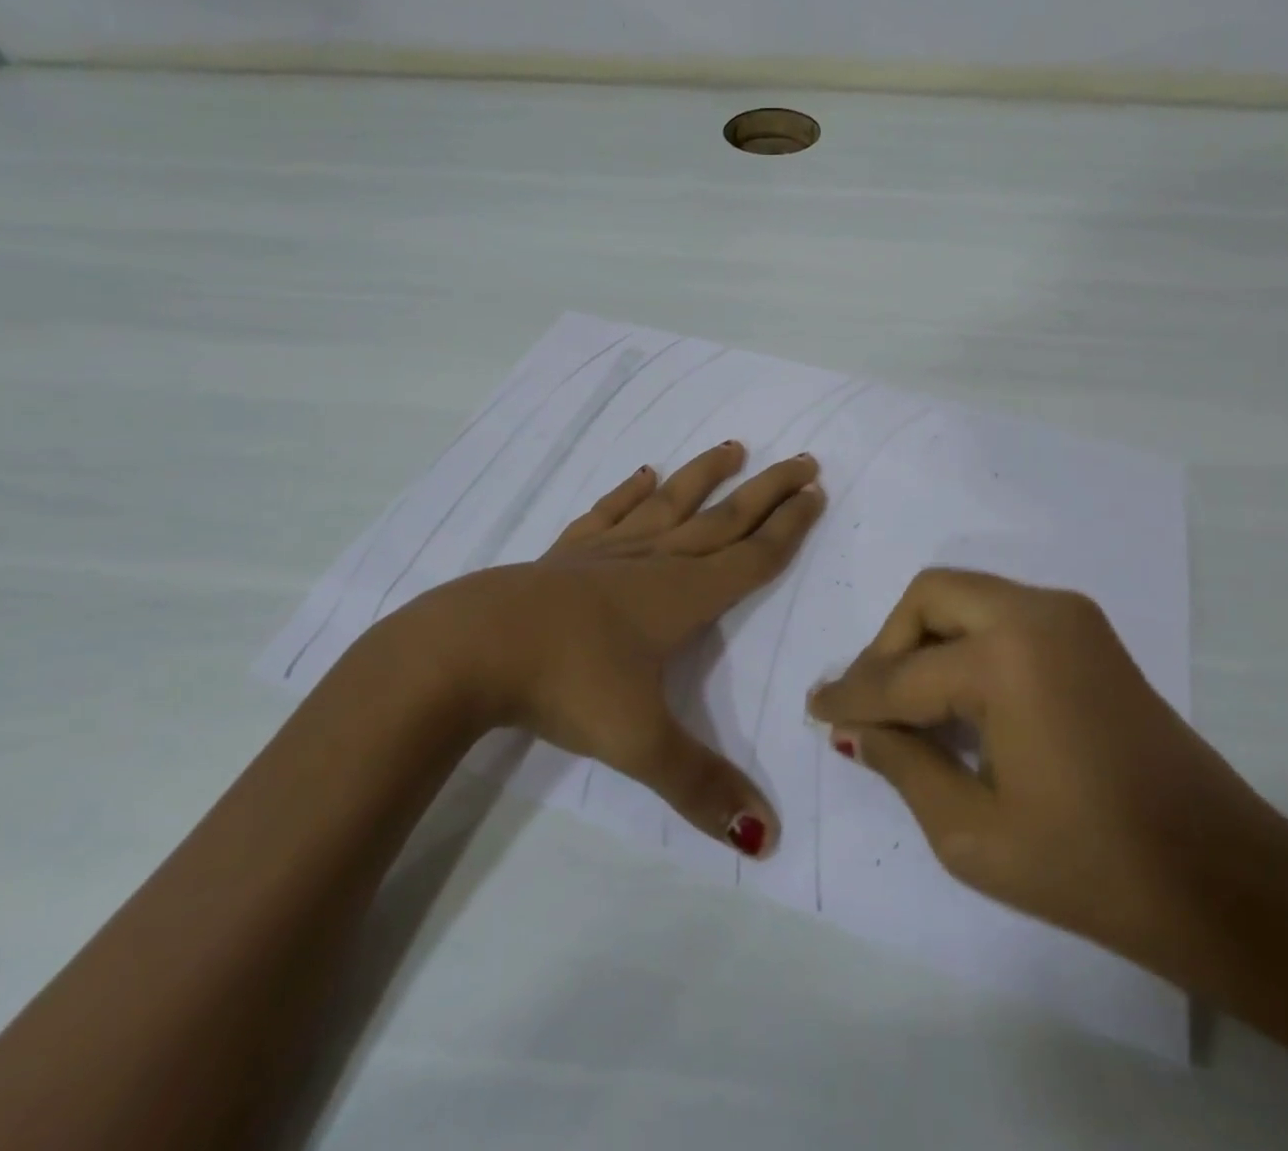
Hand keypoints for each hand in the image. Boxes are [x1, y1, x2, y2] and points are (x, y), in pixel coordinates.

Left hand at [365, 441, 823, 857]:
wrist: (471, 648)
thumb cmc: (565, 684)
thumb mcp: (638, 742)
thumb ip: (701, 786)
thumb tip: (768, 839)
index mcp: (682, 596)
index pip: (751, 557)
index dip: (789, 527)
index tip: (817, 493)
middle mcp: (653, 562)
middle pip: (723, 518)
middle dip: (767, 490)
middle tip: (803, 460)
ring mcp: (607, 552)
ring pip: (669, 504)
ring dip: (703, 476)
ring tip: (732, 447)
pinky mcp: (566, 555)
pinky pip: (607, 514)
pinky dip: (628, 493)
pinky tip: (642, 475)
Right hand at [807, 569, 1275, 982]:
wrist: (1226, 881)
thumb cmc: (1093, 868)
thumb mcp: (972, 835)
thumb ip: (902, 766)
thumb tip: (856, 729)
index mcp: (1007, 658)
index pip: (901, 675)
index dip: (851, 697)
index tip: (815, 710)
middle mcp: (1036, 613)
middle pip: (930, 597)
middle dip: (888, 646)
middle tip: (870, 704)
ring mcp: (1070, 616)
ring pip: (966, 597)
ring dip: (926, 640)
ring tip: (908, 705)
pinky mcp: (1089, 633)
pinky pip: (1002, 615)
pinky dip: (965, 643)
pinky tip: (958, 697)